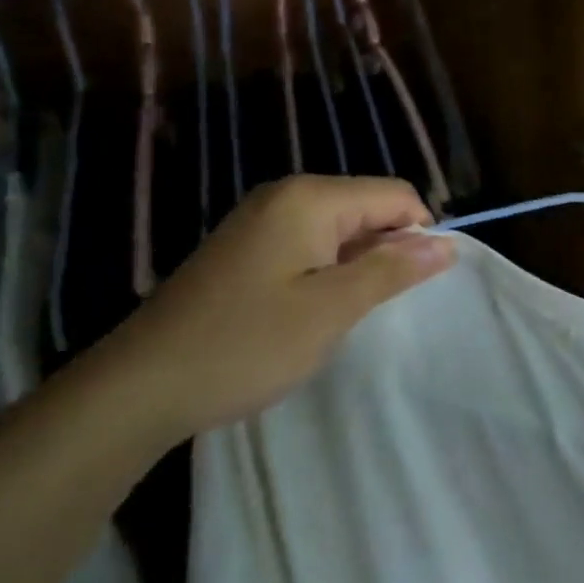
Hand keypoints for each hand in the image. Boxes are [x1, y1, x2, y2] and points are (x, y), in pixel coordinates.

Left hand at [98, 175, 454, 444]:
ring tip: (344, 313)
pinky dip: (325, 271)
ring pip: (338, 228)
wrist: (137, 388)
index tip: (413, 286)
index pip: (394, 194)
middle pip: (366, 206)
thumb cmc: (245, 345)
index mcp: (310, 198)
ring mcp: (259, 220)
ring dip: (355, 264)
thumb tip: (446, 244)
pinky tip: (309, 311)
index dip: (419, 233)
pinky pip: (307, 244)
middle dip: (386, 249)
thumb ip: (392, 270)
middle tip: (376, 306)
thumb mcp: (331, 310)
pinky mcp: (243, 248)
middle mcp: (285, 195)